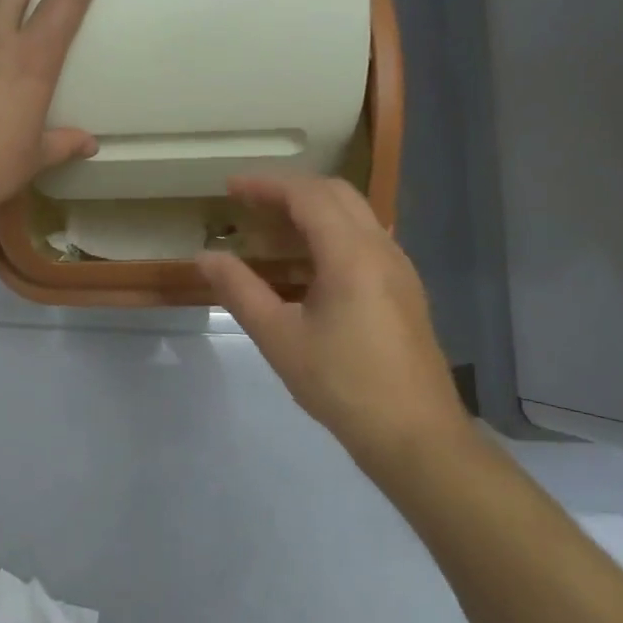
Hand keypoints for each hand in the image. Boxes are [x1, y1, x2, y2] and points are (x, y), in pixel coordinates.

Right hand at [196, 175, 470, 466]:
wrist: (417, 438)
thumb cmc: (343, 385)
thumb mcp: (279, 338)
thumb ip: (240, 290)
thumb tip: (205, 256)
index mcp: (351, 254)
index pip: (307, 195)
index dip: (266, 185)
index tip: (230, 188)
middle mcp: (381, 249)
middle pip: (335, 193)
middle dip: (290, 189)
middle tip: (249, 203)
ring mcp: (399, 268)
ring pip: (354, 214)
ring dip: (312, 209)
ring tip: (271, 229)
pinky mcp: (404, 290)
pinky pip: (365, 239)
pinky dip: (331, 232)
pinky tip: (307, 264)